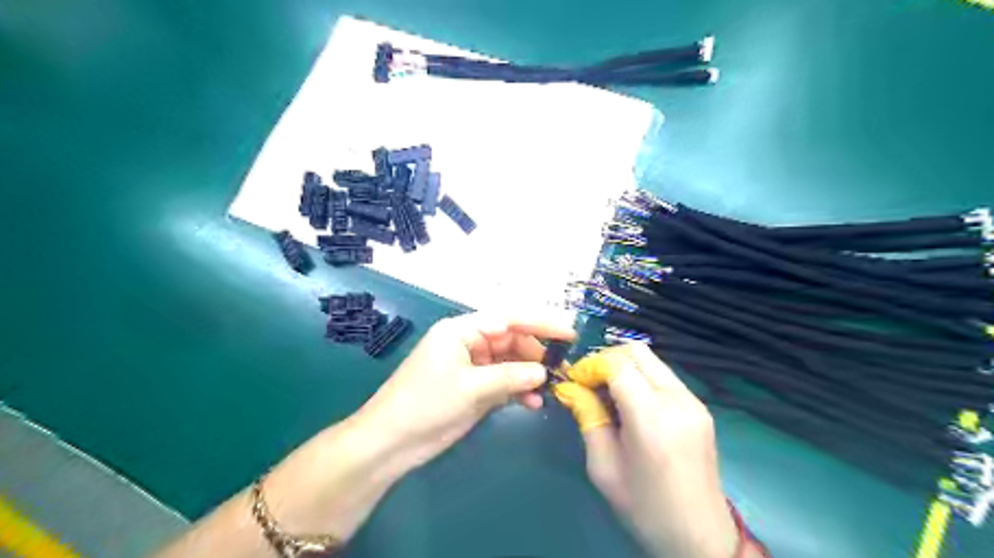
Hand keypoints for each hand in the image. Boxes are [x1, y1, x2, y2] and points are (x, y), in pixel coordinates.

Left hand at [356, 314, 575, 469]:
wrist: (391, 442)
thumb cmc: (426, 405)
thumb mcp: (471, 388)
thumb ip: (510, 377)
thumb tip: (543, 372)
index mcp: (462, 330)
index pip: (508, 319)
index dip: (540, 323)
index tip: (569, 333)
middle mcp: (469, 343)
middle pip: (511, 340)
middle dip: (536, 353)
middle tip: (562, 369)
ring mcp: (472, 367)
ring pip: (510, 363)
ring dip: (529, 375)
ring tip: (551, 389)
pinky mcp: (473, 388)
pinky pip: (503, 383)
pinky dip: (518, 391)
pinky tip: (533, 403)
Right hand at [555, 344, 740, 557]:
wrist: (700, 536)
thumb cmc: (644, 507)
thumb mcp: (603, 467)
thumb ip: (587, 418)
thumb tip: (570, 388)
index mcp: (651, 418)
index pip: (617, 364)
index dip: (590, 365)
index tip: (575, 381)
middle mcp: (677, 400)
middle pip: (636, 352)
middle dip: (606, 359)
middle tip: (589, 383)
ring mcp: (693, 401)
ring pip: (651, 360)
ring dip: (624, 366)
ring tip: (607, 393)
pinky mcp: (700, 406)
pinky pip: (664, 376)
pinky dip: (641, 377)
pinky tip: (631, 403)